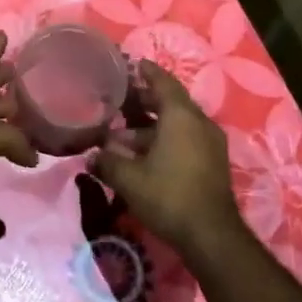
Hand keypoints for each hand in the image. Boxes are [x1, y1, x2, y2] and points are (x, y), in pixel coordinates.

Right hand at [92, 61, 242, 258]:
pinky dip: (165, 138)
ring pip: (177, 123)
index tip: (132, 64)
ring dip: (152, 125)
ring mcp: (209, 143)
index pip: (163, 82)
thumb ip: (107, 162)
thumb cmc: (168, 195)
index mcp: (181, 116)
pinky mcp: (212, 163)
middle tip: (120, 100)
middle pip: (170, 102)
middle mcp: (198, 122)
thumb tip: (90, 157)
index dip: (147, 72)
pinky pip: (186, 138)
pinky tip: (143, 154)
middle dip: (145, 100)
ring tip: (123, 135)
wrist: (211, 236)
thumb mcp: (129, 179)